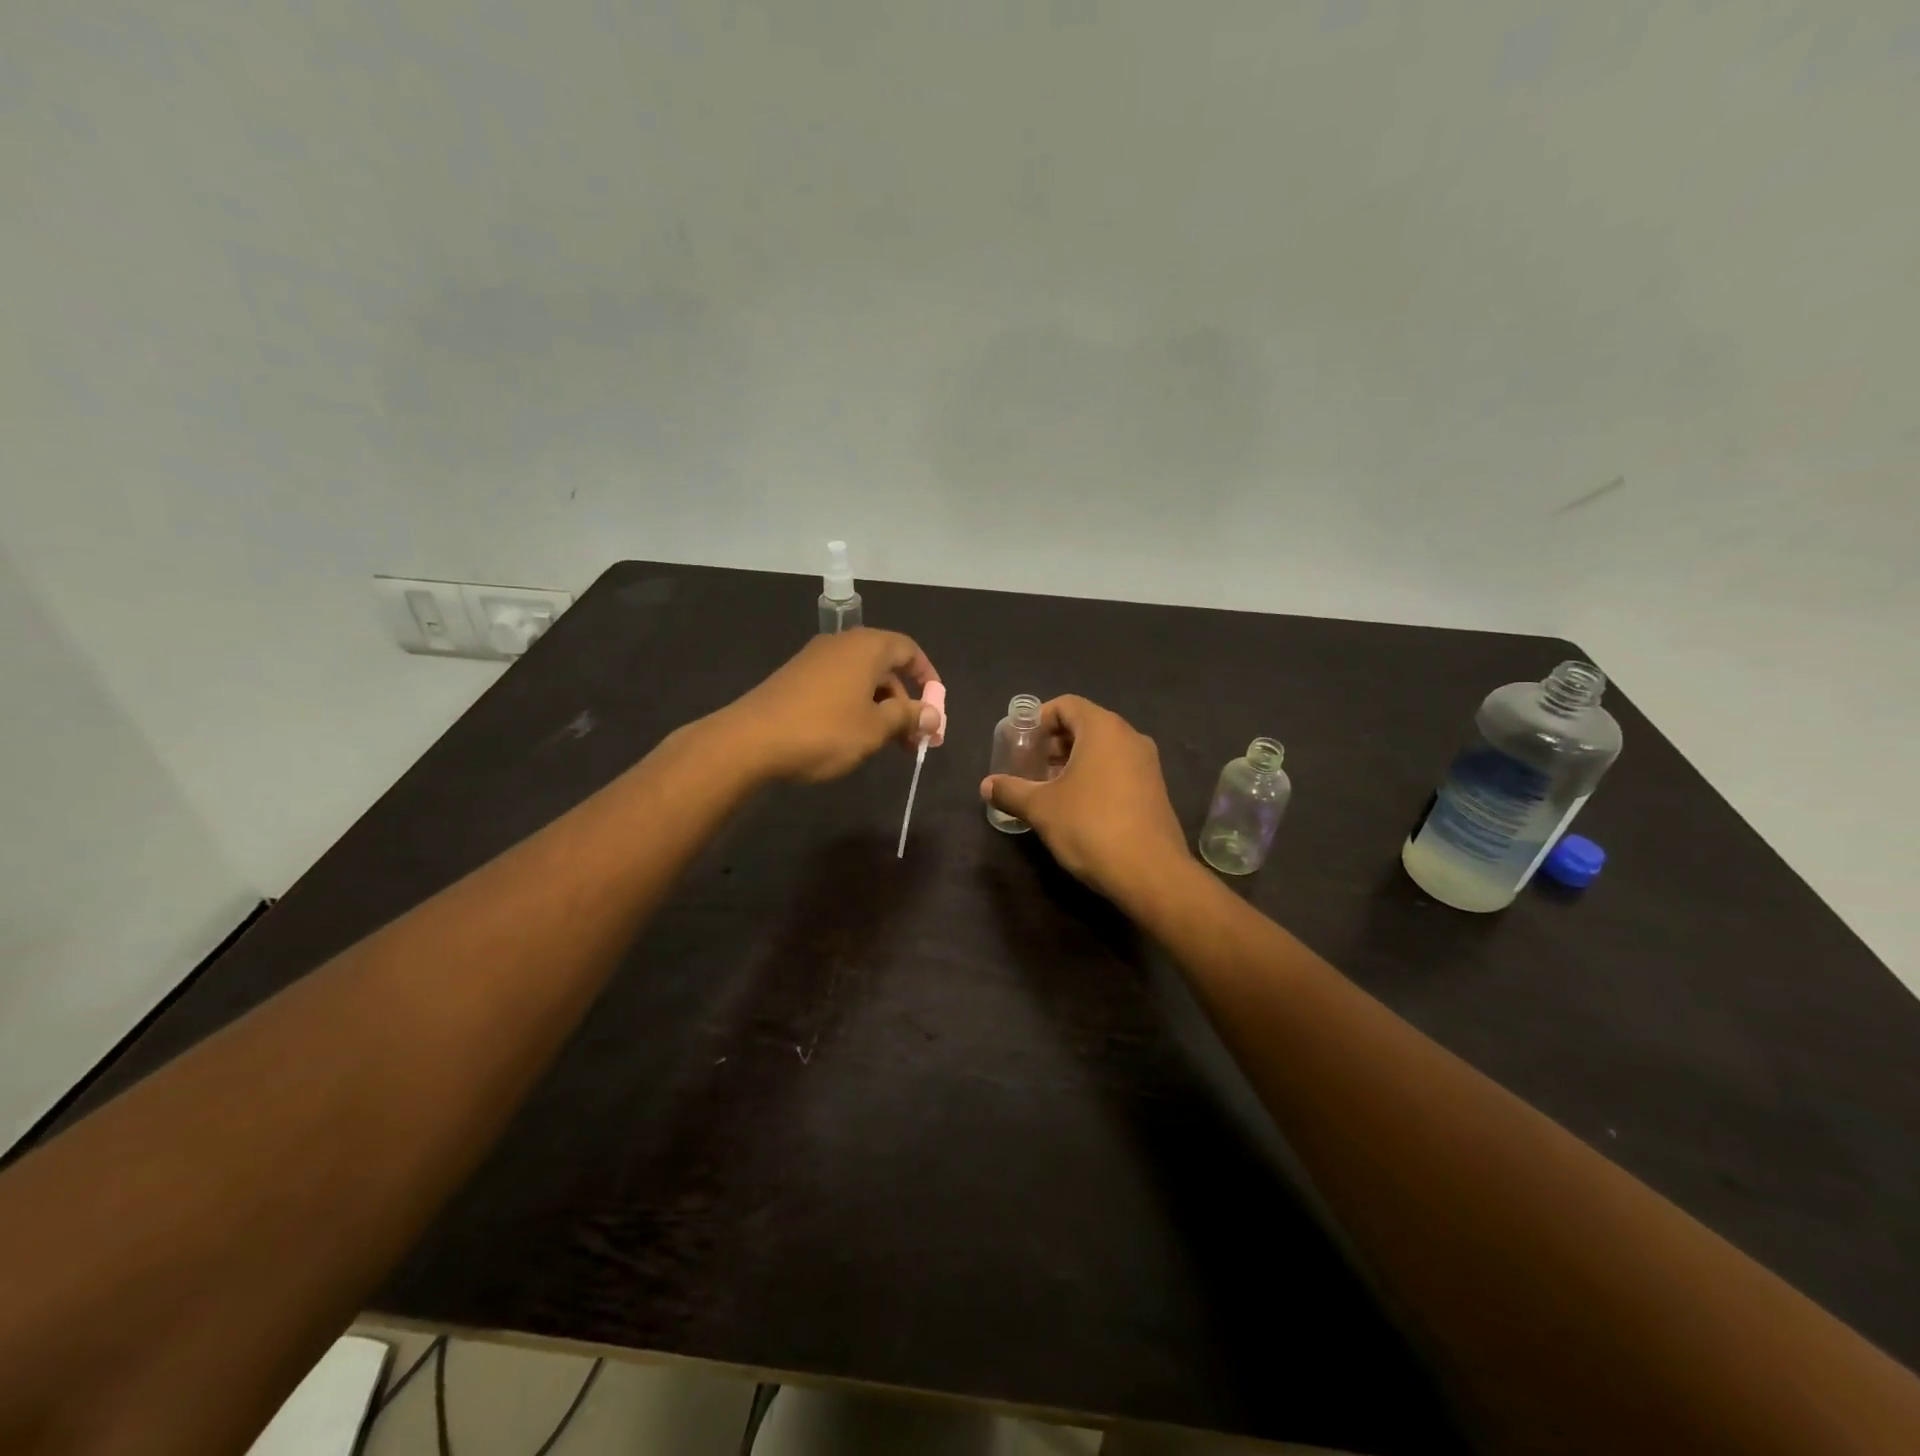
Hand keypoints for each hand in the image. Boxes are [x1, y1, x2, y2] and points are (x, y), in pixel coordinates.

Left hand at [723, 629, 941, 784]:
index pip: (908, 649)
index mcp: (866, 647)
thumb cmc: (824, 730)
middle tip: (913, 738)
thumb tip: (933, 715)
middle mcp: (841, 644)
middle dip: (904, 701)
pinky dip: (855, 707)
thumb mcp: (875, 728)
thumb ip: (907, 717)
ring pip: (861, 679)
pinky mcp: (795, 679)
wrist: (750, 741)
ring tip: (886, 744)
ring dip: (880, 708)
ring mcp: (814, 660)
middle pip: (885, 666)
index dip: (928, 677)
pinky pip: (838, 686)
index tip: (935, 708)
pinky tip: (852, 737)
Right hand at [979, 695, 1192, 904]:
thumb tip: (986, 786)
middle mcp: (1130, 737)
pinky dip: (1093, 776)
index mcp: (1103, 729)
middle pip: (1084, 726)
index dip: (1038, 719)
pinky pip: (1117, 769)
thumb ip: (1011, 791)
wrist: (1150, 873)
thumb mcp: (1041, 808)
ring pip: (1102, 750)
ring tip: (1046, 787)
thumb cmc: (1090, 826)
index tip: (1019, 742)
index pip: (1066, 705)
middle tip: (1027, 766)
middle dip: (1052, 743)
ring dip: (1071, 762)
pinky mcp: (1154, 790)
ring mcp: (1147, 764)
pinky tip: (1075, 806)